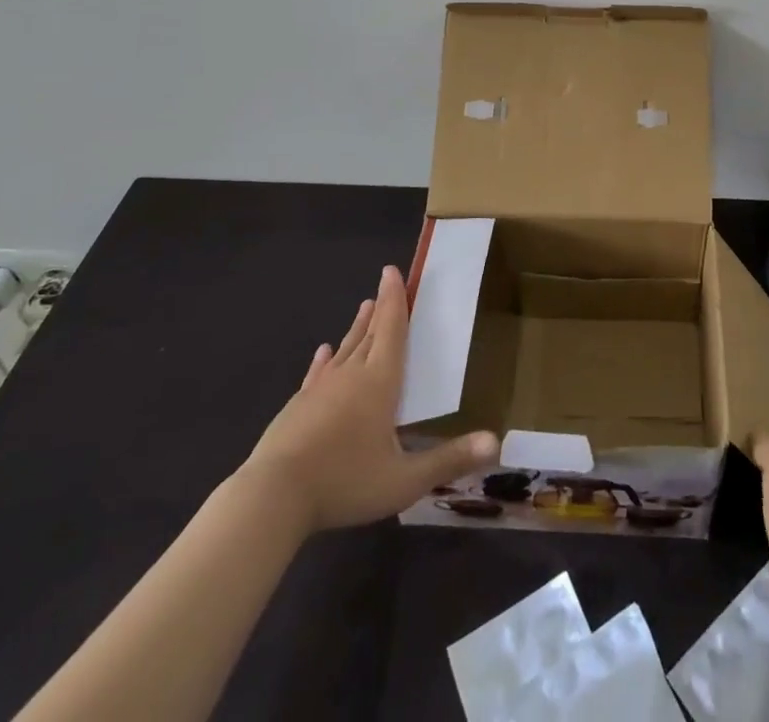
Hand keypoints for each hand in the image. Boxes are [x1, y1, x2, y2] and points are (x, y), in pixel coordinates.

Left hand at [241, 266, 498, 532]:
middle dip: (381, 309)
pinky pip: (317, 373)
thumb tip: (495, 441)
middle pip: (369, 334)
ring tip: (364, 308)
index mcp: (380, 381)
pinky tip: (323, 353)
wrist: (272, 497)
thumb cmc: (345, 482)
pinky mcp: (297, 407)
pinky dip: (324, 360)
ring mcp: (320, 390)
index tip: (392, 271)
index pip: (392, 330)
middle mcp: (351, 375)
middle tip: (386, 285)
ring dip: (356, 328)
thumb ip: (449, 459)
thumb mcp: (404, 480)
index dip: (395, 300)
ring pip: (344, 349)